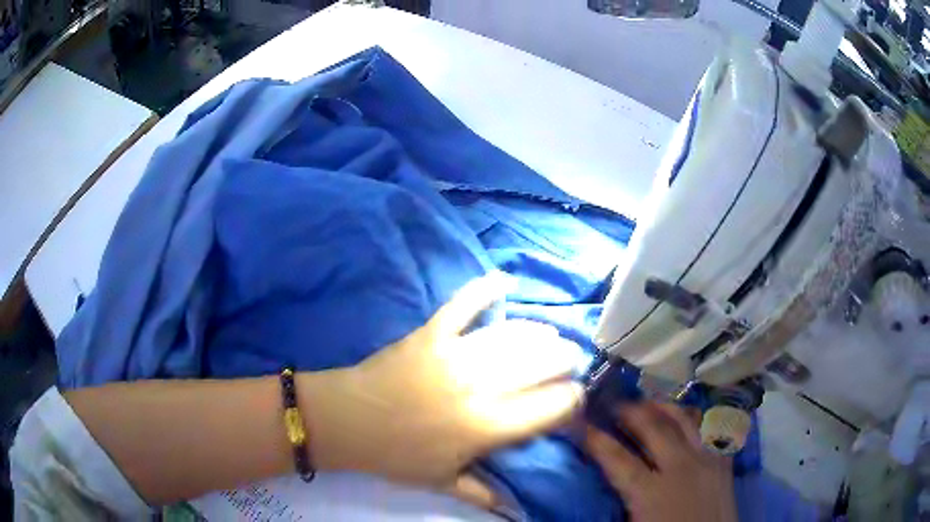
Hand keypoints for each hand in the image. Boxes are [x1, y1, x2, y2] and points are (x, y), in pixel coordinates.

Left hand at [300, 273, 584, 506]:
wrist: (347, 422)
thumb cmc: (395, 456)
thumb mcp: (441, 482)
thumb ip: (482, 494)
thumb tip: (513, 510)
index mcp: (487, 428)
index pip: (549, 408)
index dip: (572, 400)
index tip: (575, 396)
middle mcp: (481, 388)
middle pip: (540, 366)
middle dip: (564, 361)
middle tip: (570, 359)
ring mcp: (455, 356)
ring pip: (512, 336)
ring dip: (539, 334)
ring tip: (549, 336)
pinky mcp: (431, 334)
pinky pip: (462, 306)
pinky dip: (483, 291)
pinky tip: (502, 281)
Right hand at [585, 402, 736, 521]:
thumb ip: (616, 503)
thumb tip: (595, 485)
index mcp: (651, 492)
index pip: (616, 458)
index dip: (594, 439)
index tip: (578, 422)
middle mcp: (681, 467)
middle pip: (653, 427)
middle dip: (629, 410)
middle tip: (612, 403)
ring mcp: (707, 460)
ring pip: (685, 419)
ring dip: (663, 406)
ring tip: (647, 401)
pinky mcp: (723, 461)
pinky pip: (710, 428)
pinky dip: (696, 417)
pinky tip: (687, 415)